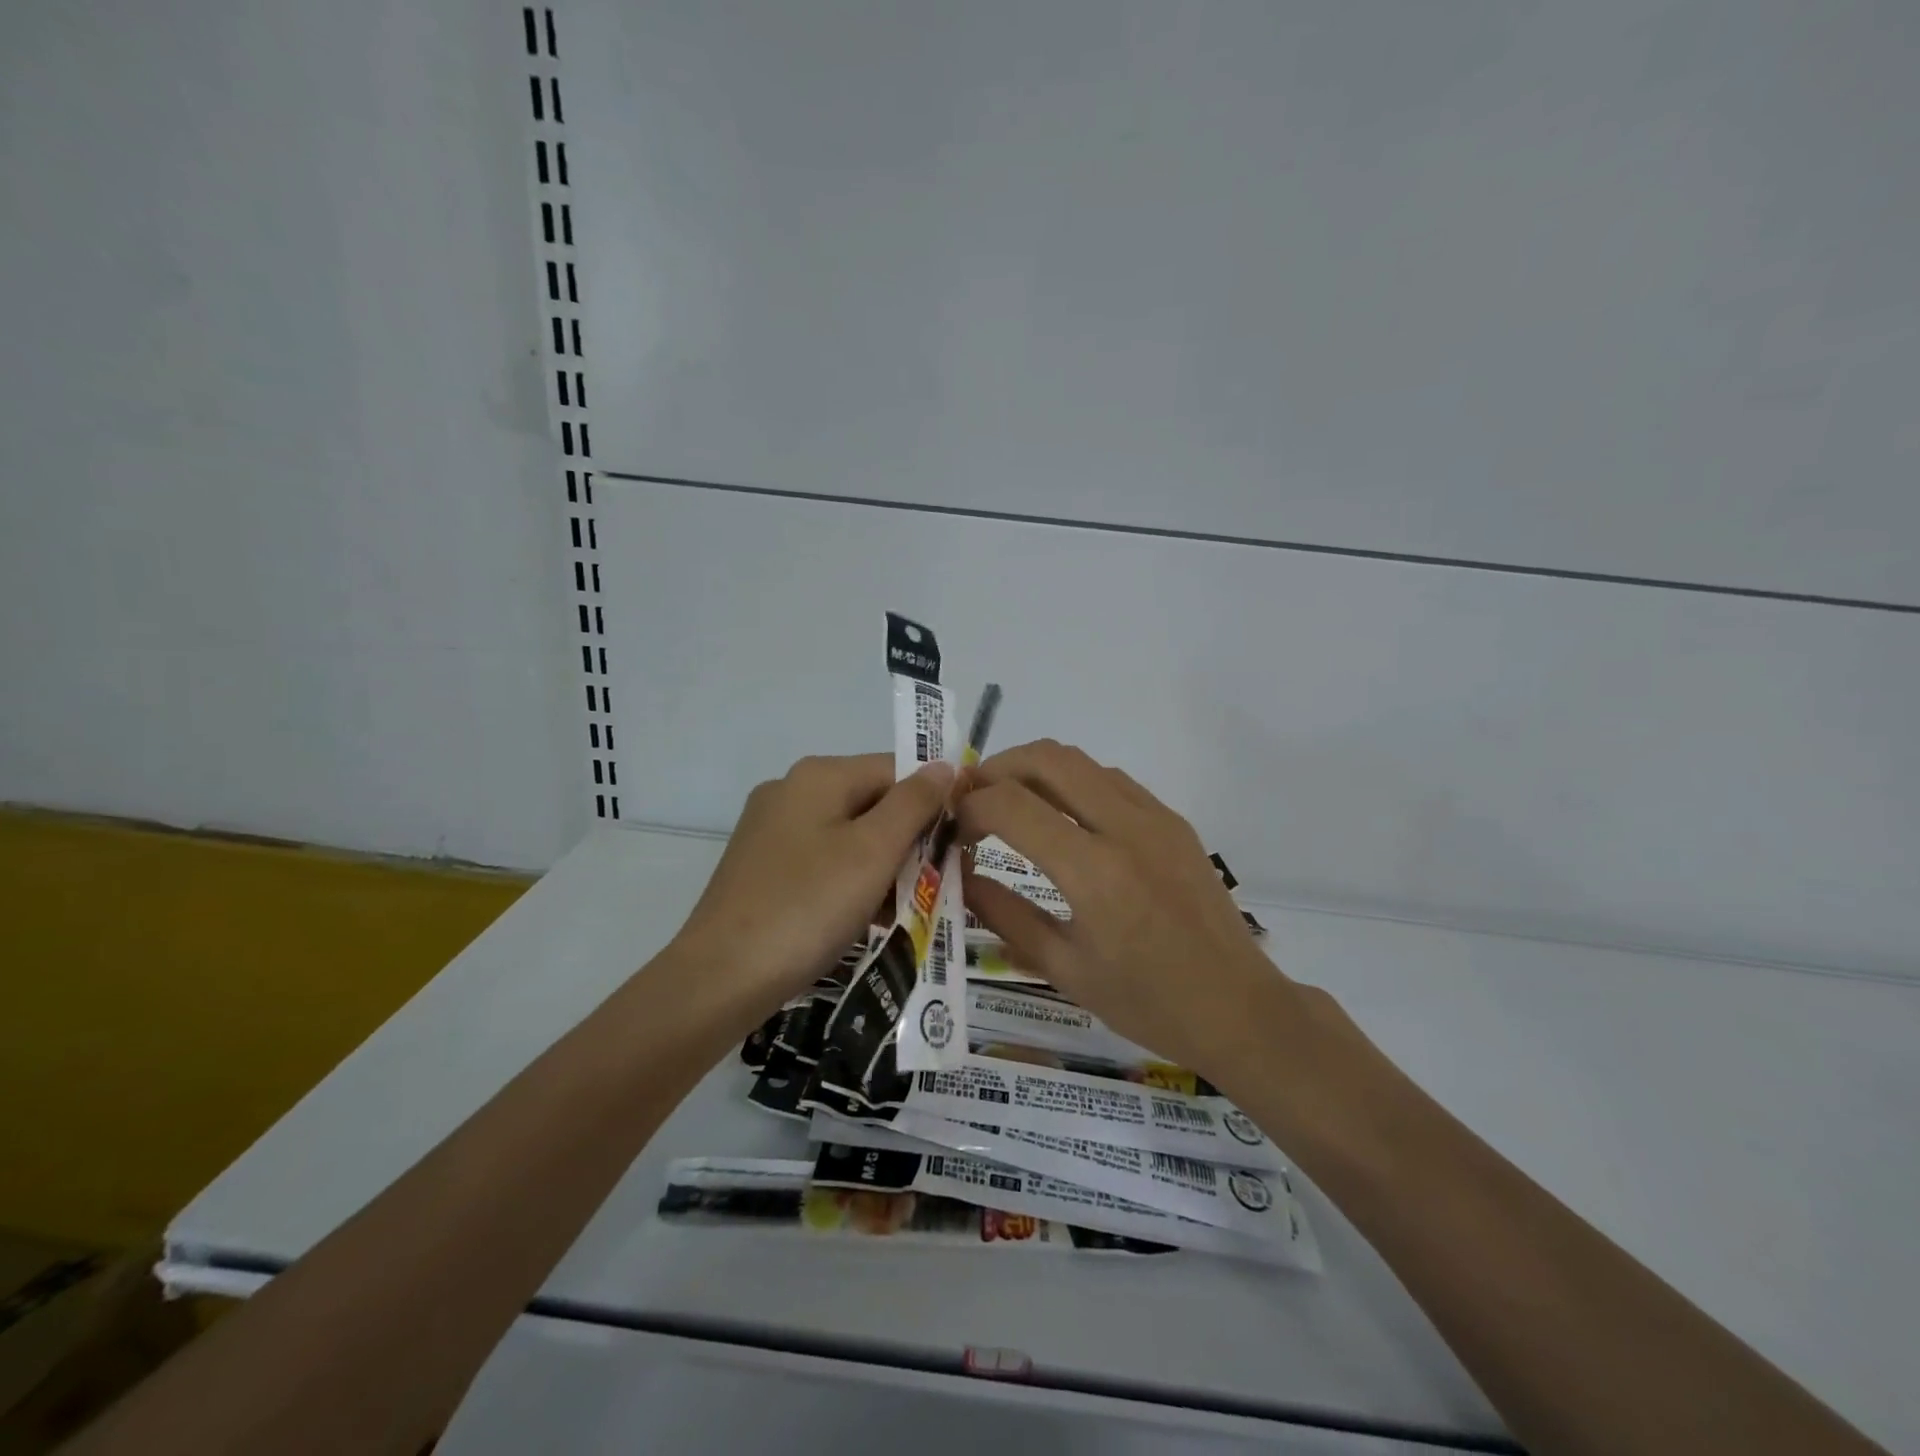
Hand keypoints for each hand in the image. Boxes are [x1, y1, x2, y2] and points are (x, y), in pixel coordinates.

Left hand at [672, 753, 954, 1017]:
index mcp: (819, 775)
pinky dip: (852, 882)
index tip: (960, 846)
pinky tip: (866, 917)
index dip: (934, 802)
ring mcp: (773, 829)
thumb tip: (945, 765)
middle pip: (874, 802)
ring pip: (851, 835)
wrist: (721, 977)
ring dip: (885, 866)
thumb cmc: (808, 906)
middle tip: (939, 884)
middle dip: (910, 841)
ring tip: (907, 908)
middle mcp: (792, 790)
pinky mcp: (763, 866)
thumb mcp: (873, 851)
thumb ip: (915, 803)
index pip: (897, 769)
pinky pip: (824, 860)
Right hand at [957, 740, 1355, 1094]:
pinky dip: (1073, 783)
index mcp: (1093, 871)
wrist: (1239, 1008)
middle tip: (973, 800)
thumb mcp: (1064, 968)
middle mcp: (1125, 827)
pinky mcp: (1173, 820)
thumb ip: (1003, 914)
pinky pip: (1111, 779)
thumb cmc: (1147, 1002)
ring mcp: (1155, 817)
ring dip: (1035, 770)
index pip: (1010, 804)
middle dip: (997, 769)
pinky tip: (1063, 820)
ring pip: (1080, 760)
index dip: (970, 807)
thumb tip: (959, 874)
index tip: (955, 830)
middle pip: (1046, 758)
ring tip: (1010, 805)